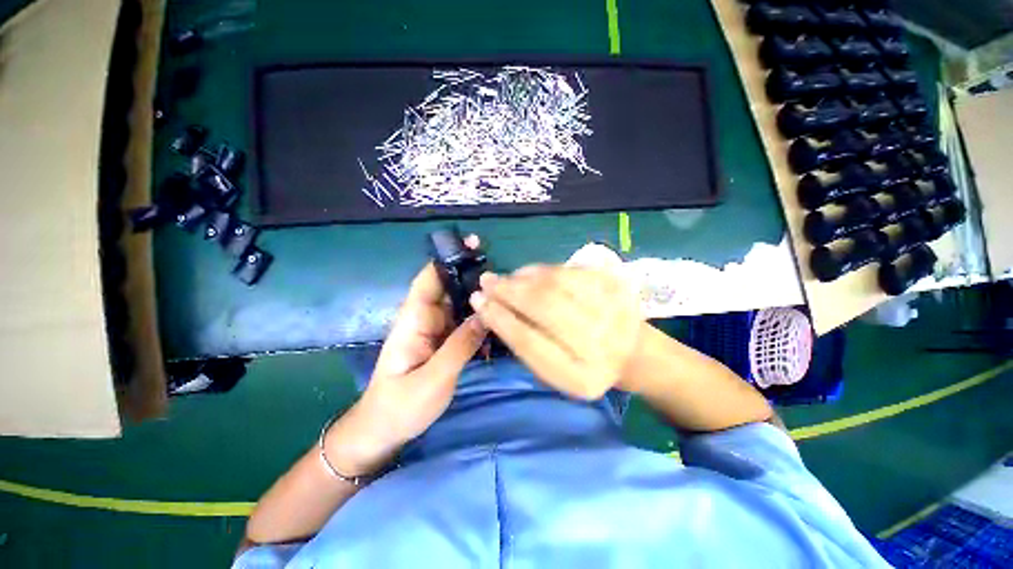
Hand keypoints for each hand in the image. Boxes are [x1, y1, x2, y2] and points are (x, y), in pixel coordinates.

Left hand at [328, 241, 488, 475]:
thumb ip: (460, 346)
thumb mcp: (433, 379)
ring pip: (460, 305)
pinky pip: (465, 323)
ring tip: (508, 294)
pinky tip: (498, 320)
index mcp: (414, 320)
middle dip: (473, 276)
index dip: (448, 259)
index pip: (430, 279)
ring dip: (480, 298)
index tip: (474, 246)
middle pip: (450, 288)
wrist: (385, 431)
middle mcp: (425, 318)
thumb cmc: (400, 406)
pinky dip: (480, 319)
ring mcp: (436, 330)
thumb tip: (486, 313)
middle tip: (504, 273)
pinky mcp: (444, 342)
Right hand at [470, 265, 643, 399]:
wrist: (634, 353)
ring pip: (555, 284)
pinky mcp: (615, 287)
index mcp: (580, 377)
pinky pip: (569, 271)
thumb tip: (492, 308)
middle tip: (486, 281)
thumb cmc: (584, 366)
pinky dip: (542, 270)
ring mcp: (612, 311)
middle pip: (543, 307)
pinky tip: (528, 273)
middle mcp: (600, 345)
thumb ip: (524, 344)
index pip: (529, 343)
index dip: (500, 318)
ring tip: (505, 278)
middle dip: (508, 291)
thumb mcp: (553, 370)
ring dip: (522, 277)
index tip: (479, 302)